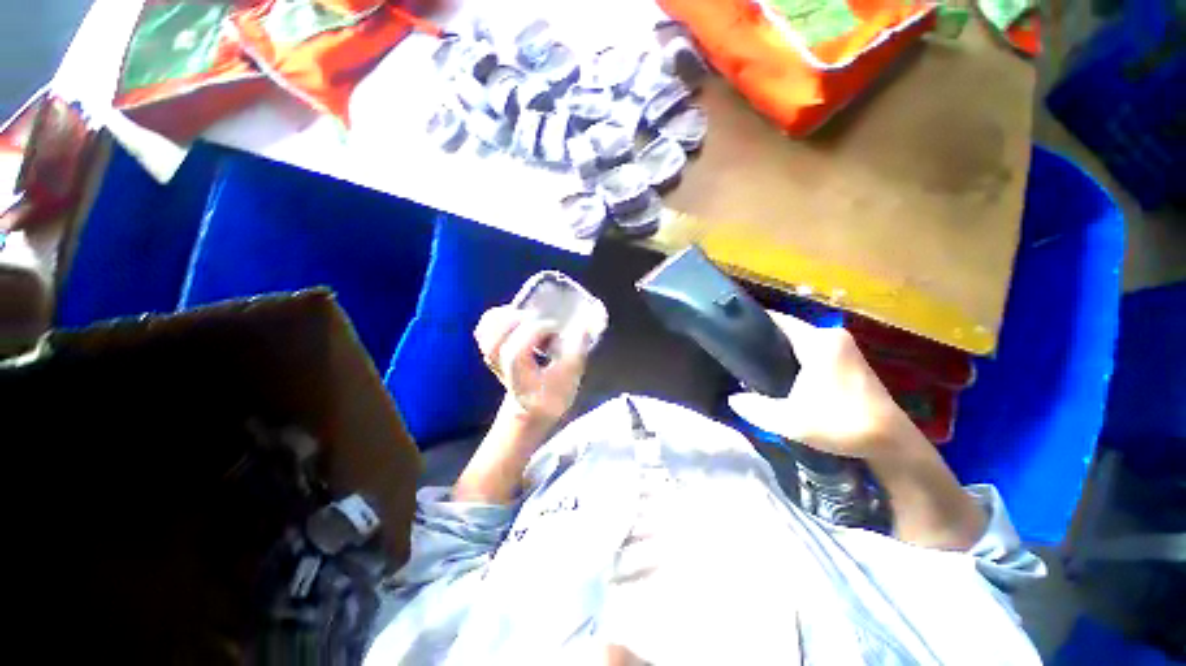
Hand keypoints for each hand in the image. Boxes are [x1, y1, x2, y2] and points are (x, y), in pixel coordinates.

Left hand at [474, 305, 590, 426]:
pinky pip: (485, 326)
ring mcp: (491, 355)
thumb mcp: (570, 378)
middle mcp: (500, 365)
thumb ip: (577, 352)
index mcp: (519, 376)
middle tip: (542, 320)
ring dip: (510, 315)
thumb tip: (584, 326)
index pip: (516, 351)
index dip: (537, 332)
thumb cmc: (552, 395)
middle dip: (522, 320)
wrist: (530, 409)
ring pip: (488, 327)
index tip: (557, 328)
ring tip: (530, 318)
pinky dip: (500, 316)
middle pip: (497, 336)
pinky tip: (517, 318)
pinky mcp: (490, 347)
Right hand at [730, 311, 985, 548]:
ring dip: (780, 350)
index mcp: (819, 342)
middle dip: (764, 340)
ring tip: (754, 363)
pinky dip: (796, 357)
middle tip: (739, 354)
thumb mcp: (790, 421)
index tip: (732, 333)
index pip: (778, 320)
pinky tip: (782, 373)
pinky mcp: (850, 360)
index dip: (753, 324)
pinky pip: (813, 349)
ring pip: (801, 340)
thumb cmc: (841, 425)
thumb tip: (732, 399)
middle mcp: (832, 336)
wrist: (892, 444)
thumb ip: (756, 408)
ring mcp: (844, 347)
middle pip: (789, 330)